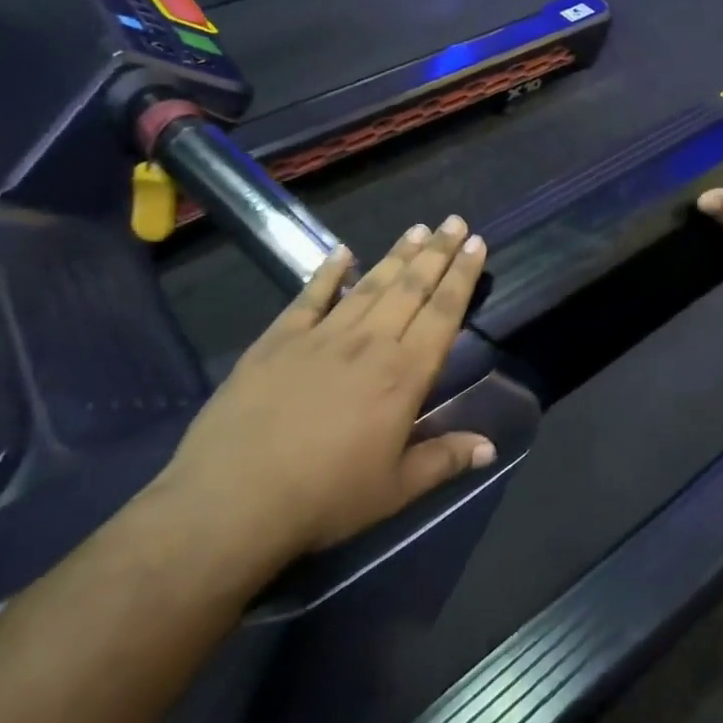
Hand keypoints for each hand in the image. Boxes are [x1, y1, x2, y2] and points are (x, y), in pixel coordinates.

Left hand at [151, 216, 495, 576]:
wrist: (232, 501)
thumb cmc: (324, 500)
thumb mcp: (395, 490)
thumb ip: (444, 459)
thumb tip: (490, 446)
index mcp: (403, 376)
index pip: (443, 313)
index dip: (463, 276)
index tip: (476, 243)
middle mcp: (369, 343)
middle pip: (410, 287)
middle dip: (437, 252)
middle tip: (454, 220)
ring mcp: (321, 336)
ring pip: (369, 285)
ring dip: (396, 254)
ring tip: (418, 229)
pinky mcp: (278, 339)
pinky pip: (310, 296)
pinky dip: (328, 272)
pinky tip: (343, 252)